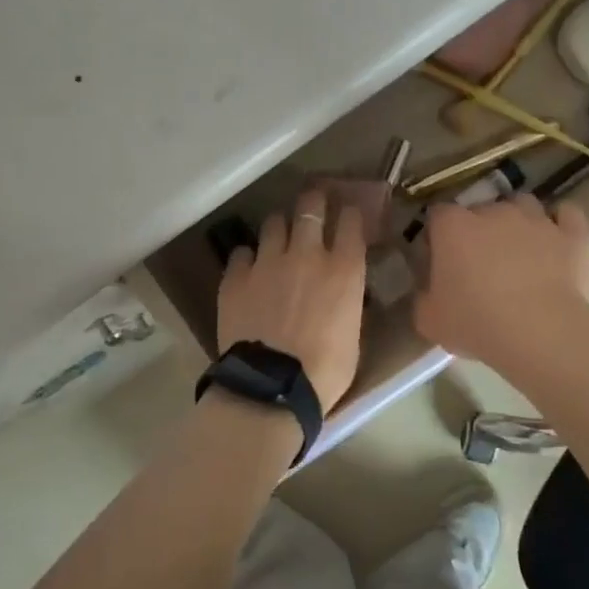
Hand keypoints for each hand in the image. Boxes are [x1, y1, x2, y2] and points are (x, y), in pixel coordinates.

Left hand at [217, 189, 366, 412]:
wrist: (272, 387)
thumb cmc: (325, 372)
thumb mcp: (352, 334)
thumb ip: (347, 302)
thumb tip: (341, 293)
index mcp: (343, 269)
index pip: (351, 221)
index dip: (350, 213)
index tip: (348, 215)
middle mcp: (306, 254)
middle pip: (310, 206)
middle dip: (314, 200)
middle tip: (313, 203)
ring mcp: (267, 262)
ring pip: (273, 223)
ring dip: (279, 228)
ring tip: (278, 237)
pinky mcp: (235, 277)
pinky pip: (241, 253)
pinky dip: (247, 258)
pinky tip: (248, 269)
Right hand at [414, 196, 588, 366]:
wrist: (540, 334)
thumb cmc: (477, 323)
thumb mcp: (429, 320)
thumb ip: (423, 296)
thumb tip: (428, 289)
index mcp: (453, 226)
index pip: (438, 215)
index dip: (438, 236)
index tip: (440, 260)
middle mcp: (493, 212)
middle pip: (481, 209)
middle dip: (479, 230)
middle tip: (481, 264)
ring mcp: (536, 219)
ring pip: (523, 205)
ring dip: (519, 221)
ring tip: (520, 250)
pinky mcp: (572, 234)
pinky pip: (568, 215)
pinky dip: (562, 224)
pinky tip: (558, 241)